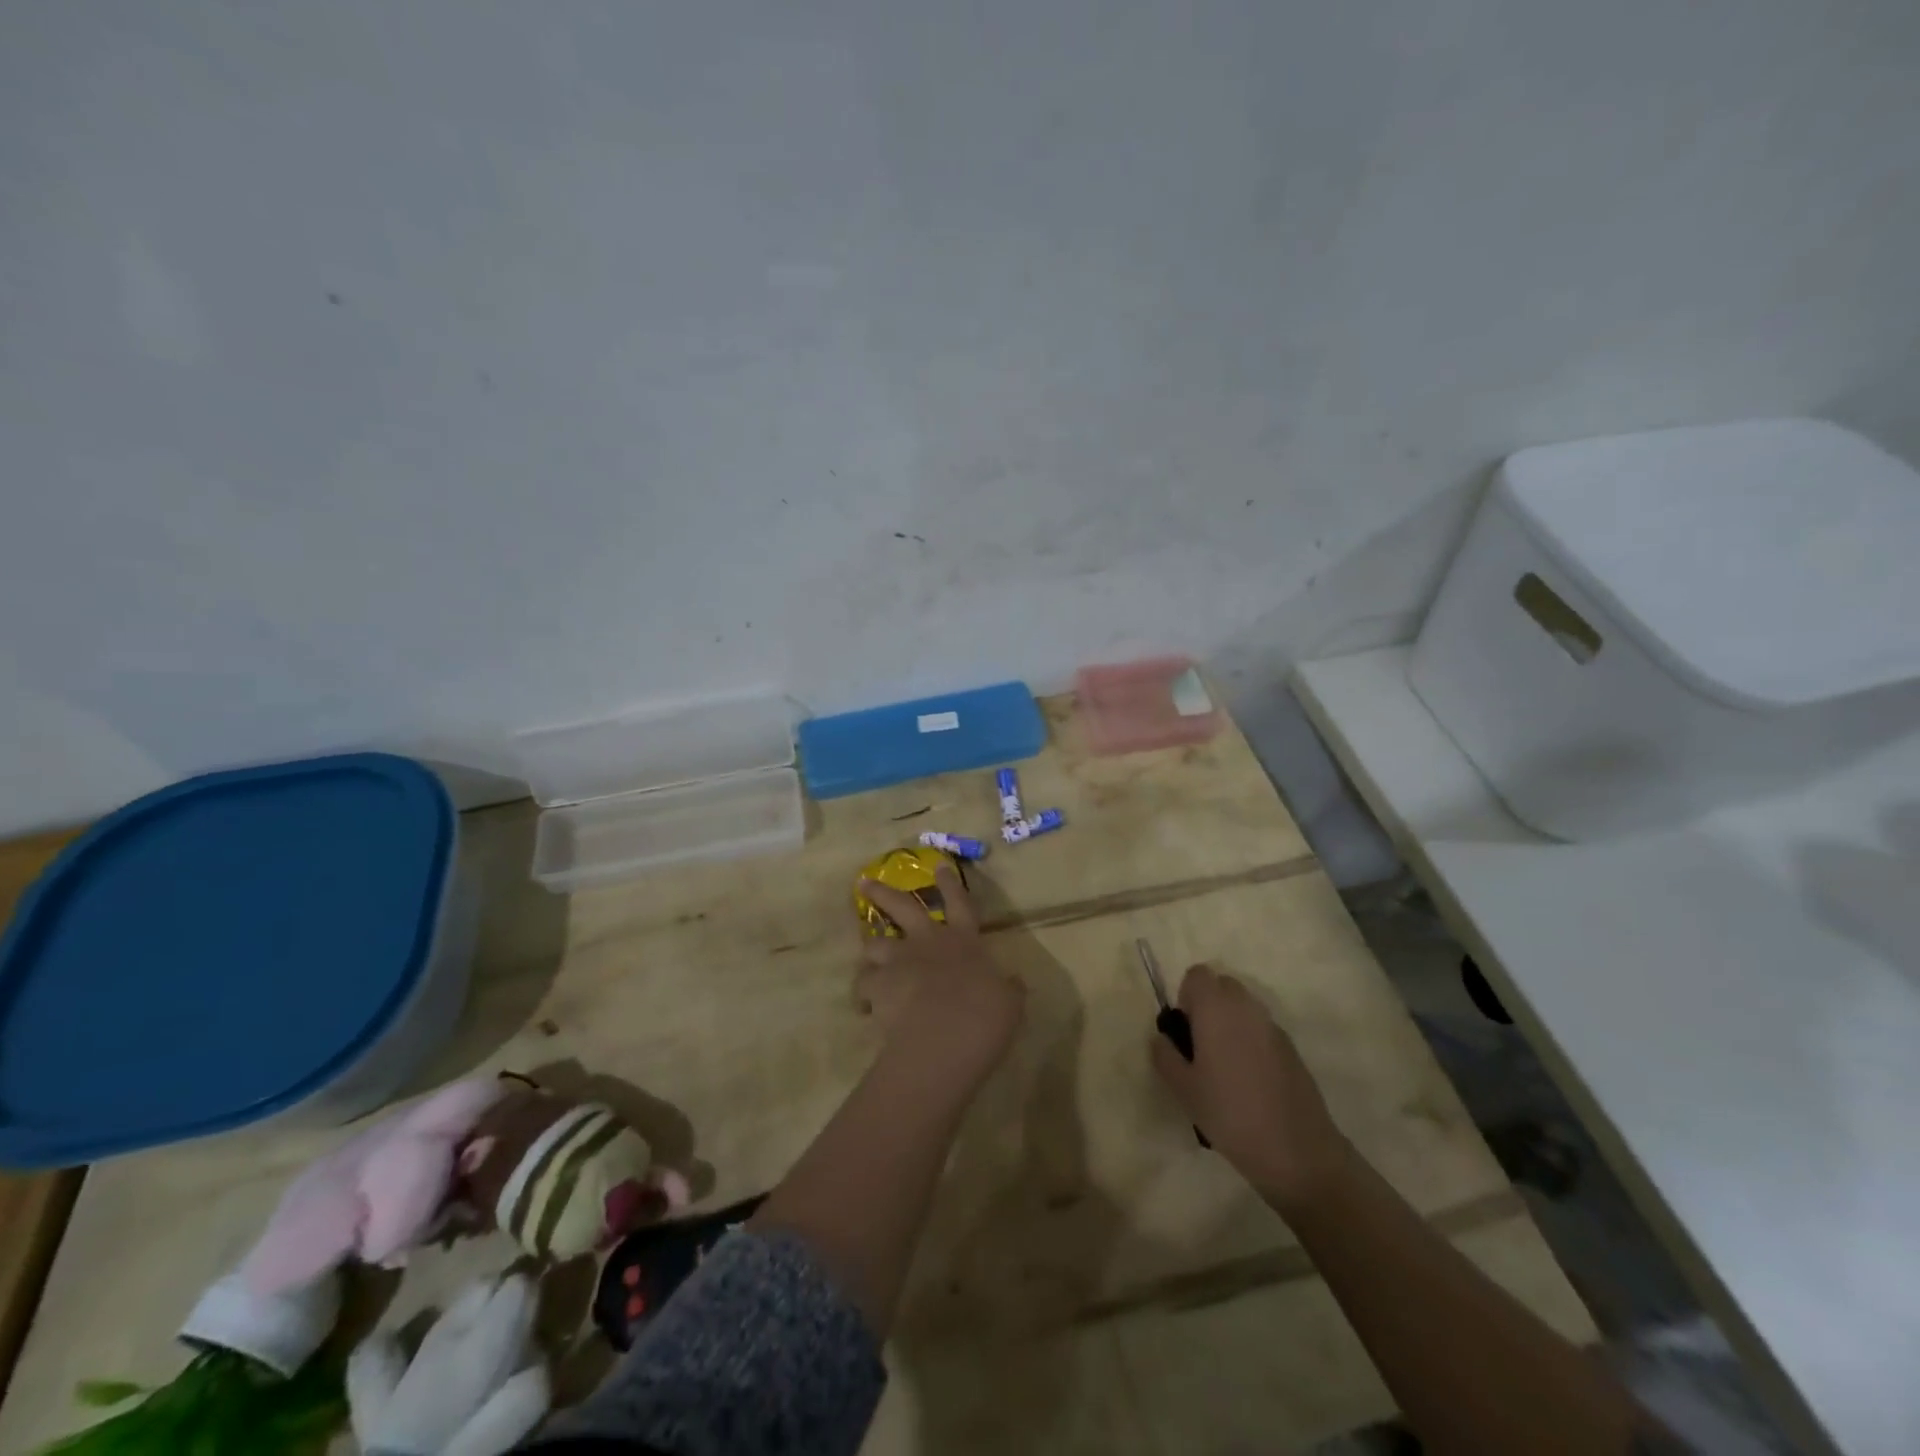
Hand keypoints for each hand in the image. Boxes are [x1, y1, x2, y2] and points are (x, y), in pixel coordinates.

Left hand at [855, 863, 1024, 1075]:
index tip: (940, 866)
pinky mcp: (877, 985)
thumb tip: (1015, 982)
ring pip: (874, 944)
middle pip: (902, 907)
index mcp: (963, 941)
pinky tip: (866, 1007)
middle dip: (883, 892)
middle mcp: (927, 942)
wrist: (944, 1039)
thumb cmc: (985, 1017)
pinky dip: (864, 993)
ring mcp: (898, 961)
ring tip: (869, 959)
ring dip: (872, 949)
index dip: (950, 884)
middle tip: (864, 882)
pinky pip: (863, 984)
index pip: (959, 903)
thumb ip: (1008, 988)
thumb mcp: (1010, 1003)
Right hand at [1150, 963, 1351, 1213]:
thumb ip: (1165, 1056)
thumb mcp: (1184, 1090)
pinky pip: (1262, 1030)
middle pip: (1222, 986)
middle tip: (1201, 1047)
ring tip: (1225, 1067)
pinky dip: (1251, 1041)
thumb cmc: (1230, 1114)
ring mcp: (1273, 1027)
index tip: (1185, 1031)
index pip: (1197, 975)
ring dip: (1231, 1023)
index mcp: (1216, 1009)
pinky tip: (1250, 1082)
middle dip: (1209, 1006)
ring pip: (1244, 1008)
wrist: (1297, 1151)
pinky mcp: (1292, 1049)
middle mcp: (1246, 1008)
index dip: (1187, 997)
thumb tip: (1161, 1038)